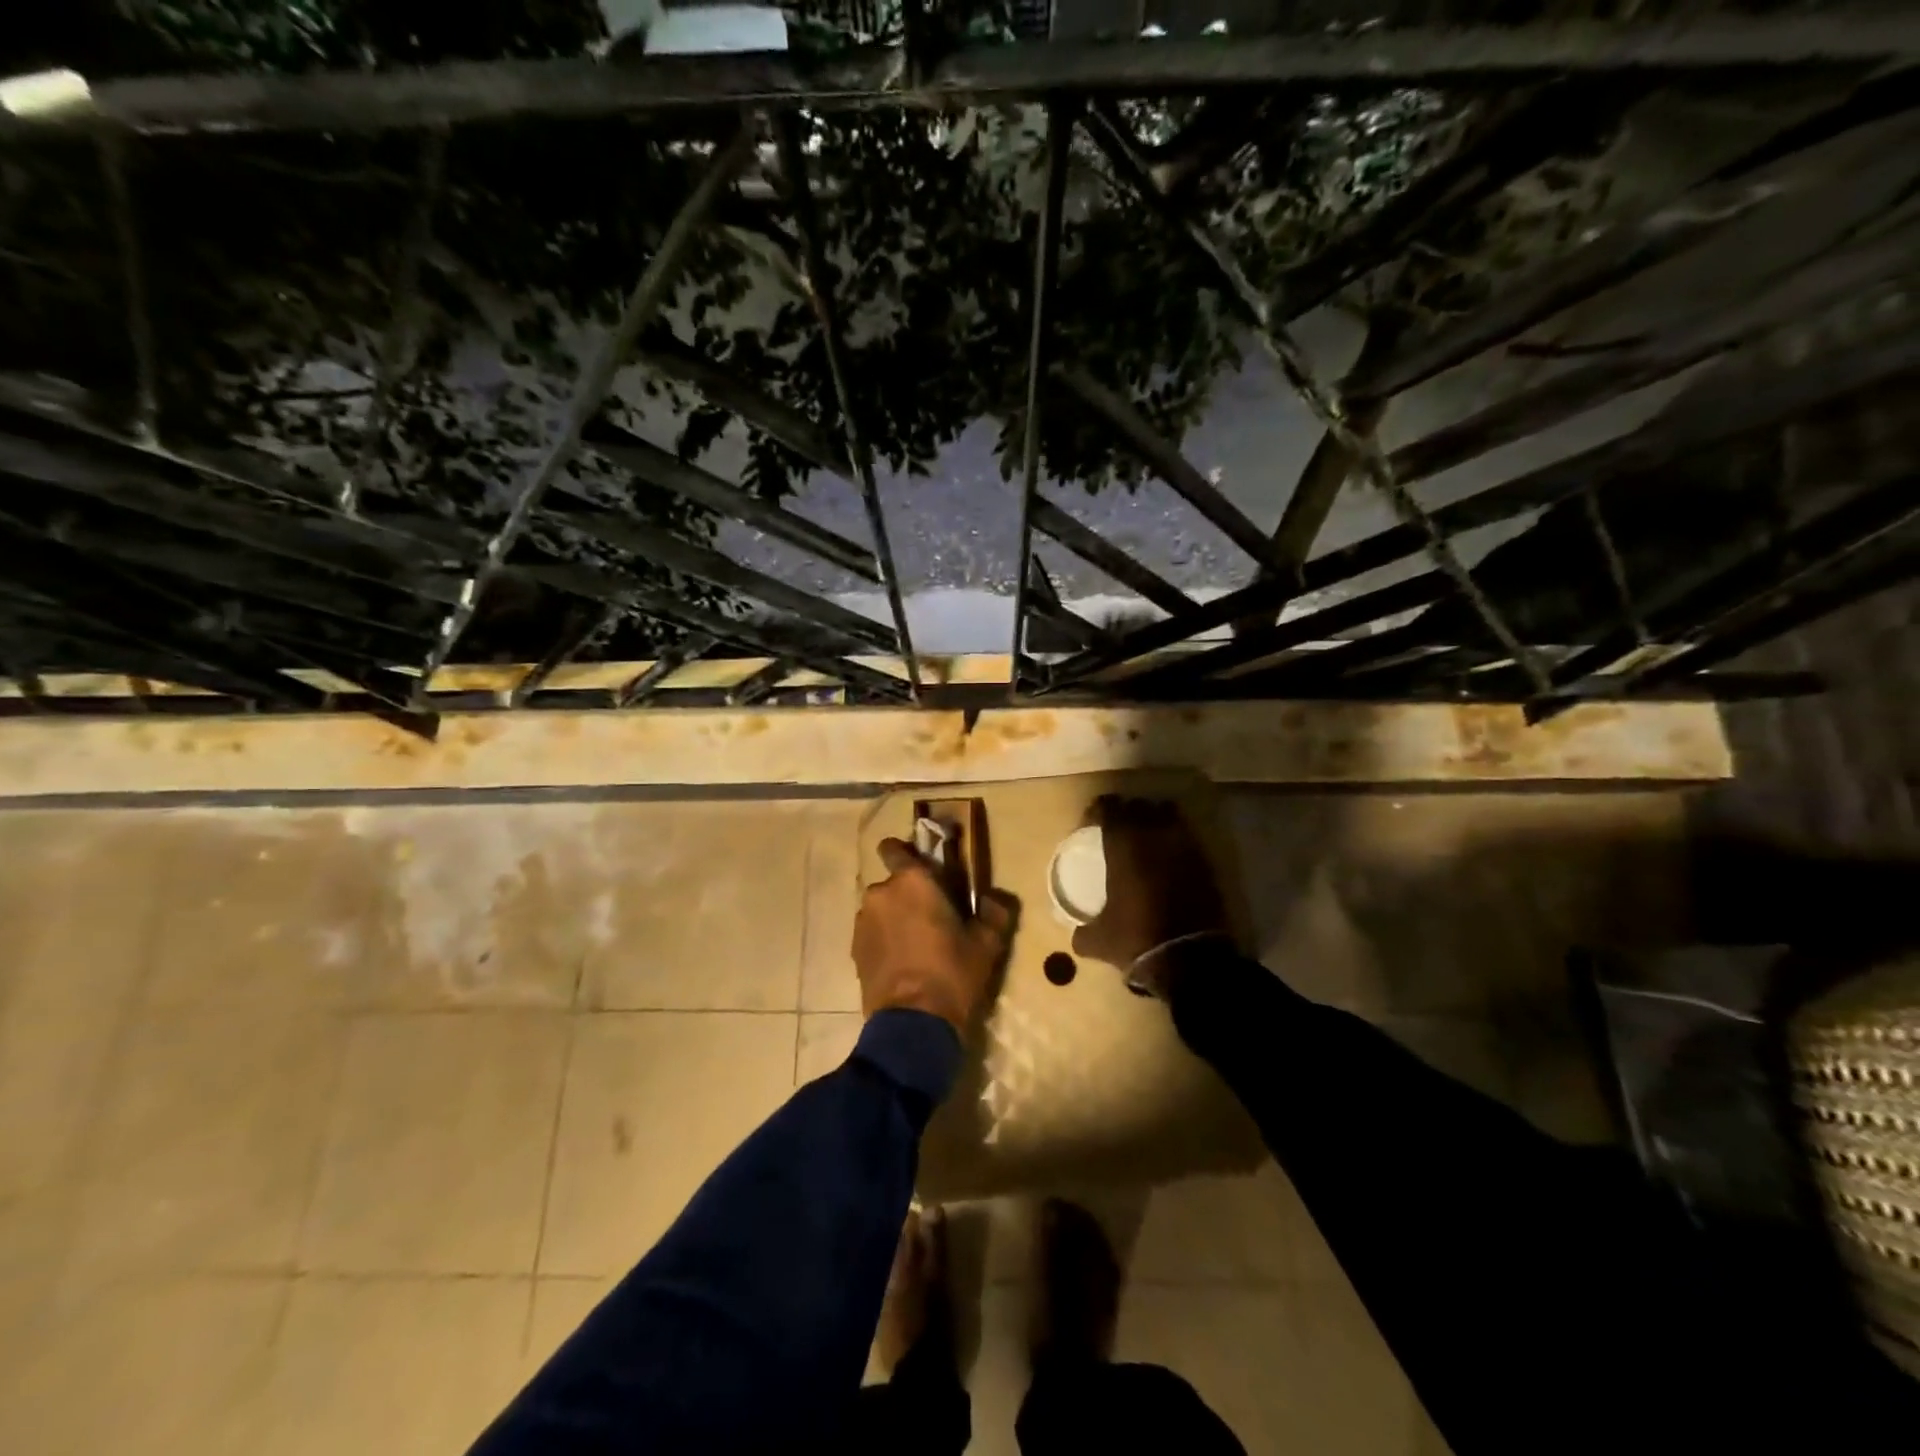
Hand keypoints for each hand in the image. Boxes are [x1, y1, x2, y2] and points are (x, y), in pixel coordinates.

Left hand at [854, 838, 1017, 1030]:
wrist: (913, 1024)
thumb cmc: (952, 973)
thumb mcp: (986, 944)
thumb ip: (994, 913)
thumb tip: (994, 900)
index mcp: (911, 880)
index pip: (894, 847)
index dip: (907, 854)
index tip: (926, 871)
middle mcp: (881, 893)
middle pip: (893, 883)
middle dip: (909, 895)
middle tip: (932, 919)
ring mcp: (863, 922)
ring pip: (881, 909)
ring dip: (895, 918)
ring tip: (916, 946)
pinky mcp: (854, 950)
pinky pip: (873, 933)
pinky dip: (884, 941)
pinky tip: (902, 964)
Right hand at [1071, 796, 1233, 992]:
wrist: (1190, 960)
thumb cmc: (1137, 939)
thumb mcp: (1099, 940)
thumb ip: (1083, 931)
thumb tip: (1076, 933)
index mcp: (1123, 845)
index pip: (1108, 807)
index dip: (1098, 810)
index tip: (1091, 822)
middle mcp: (1154, 836)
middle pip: (1139, 805)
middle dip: (1127, 812)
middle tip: (1118, 829)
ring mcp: (1184, 847)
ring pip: (1168, 815)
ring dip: (1155, 820)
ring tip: (1147, 839)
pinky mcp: (1206, 863)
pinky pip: (1187, 838)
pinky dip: (1176, 842)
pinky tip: (1168, 860)